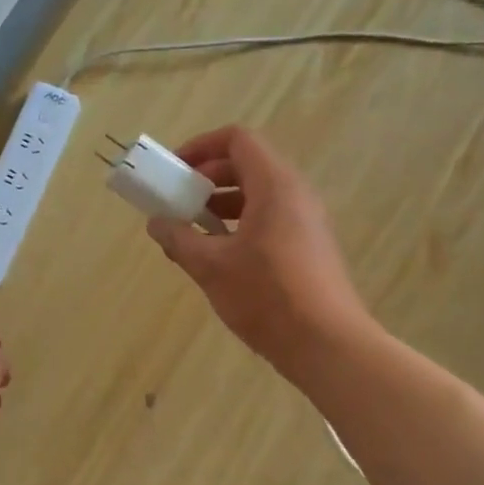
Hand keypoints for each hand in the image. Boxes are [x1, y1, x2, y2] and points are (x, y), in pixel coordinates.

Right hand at [146, 126, 367, 374]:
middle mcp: (296, 194)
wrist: (327, 345)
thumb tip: (156, 223)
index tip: (174, 171)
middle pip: (247, 165)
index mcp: (275, 185)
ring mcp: (307, 220)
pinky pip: (271, 218)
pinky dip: (241, 224)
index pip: (238, 140)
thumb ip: (179, 239)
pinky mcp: (311, 246)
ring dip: (221, 204)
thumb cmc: (266, 296)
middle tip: (178, 202)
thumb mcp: (211, 267)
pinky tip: (220, 257)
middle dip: (207, 178)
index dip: (201, 146)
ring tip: (193, 232)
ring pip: (259, 194)